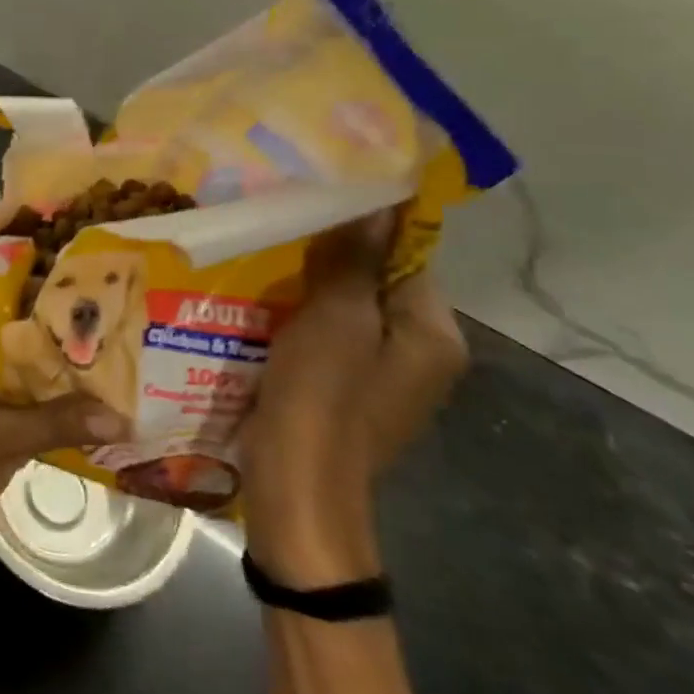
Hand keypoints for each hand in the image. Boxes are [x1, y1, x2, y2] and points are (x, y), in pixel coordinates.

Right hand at [241, 213, 467, 586]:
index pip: (406, 255)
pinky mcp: (346, 389)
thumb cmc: (323, 398)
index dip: (359, 226)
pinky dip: (299, 315)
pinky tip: (258, 299)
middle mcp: (420, 353)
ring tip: (259, 253)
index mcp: (434, 334)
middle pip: (375, 281)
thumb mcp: (337, 319)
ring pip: (346, 308)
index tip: (309, 200)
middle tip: (276, 224)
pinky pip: (327, 334)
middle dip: (327, 255)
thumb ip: (355, 260)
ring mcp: (382, 375)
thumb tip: (377, 200)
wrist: (296, 492)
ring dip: (306, 284)